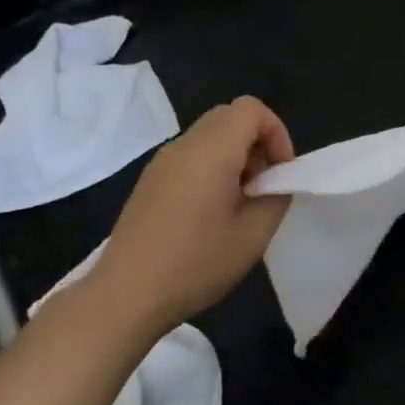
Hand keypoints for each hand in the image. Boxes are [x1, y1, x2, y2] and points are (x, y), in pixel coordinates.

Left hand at [84, 97, 293, 335]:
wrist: (125, 296)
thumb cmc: (196, 263)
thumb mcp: (254, 235)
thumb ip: (276, 197)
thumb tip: (273, 184)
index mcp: (211, 150)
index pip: (250, 109)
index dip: (276, 132)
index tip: (280, 173)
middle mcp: (183, 146)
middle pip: (228, 116)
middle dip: (256, 142)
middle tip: (263, 185)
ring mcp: (161, 163)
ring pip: (208, 136)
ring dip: (233, 156)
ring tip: (239, 203)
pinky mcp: (148, 182)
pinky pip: (189, 156)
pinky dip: (210, 168)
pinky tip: (209, 213)